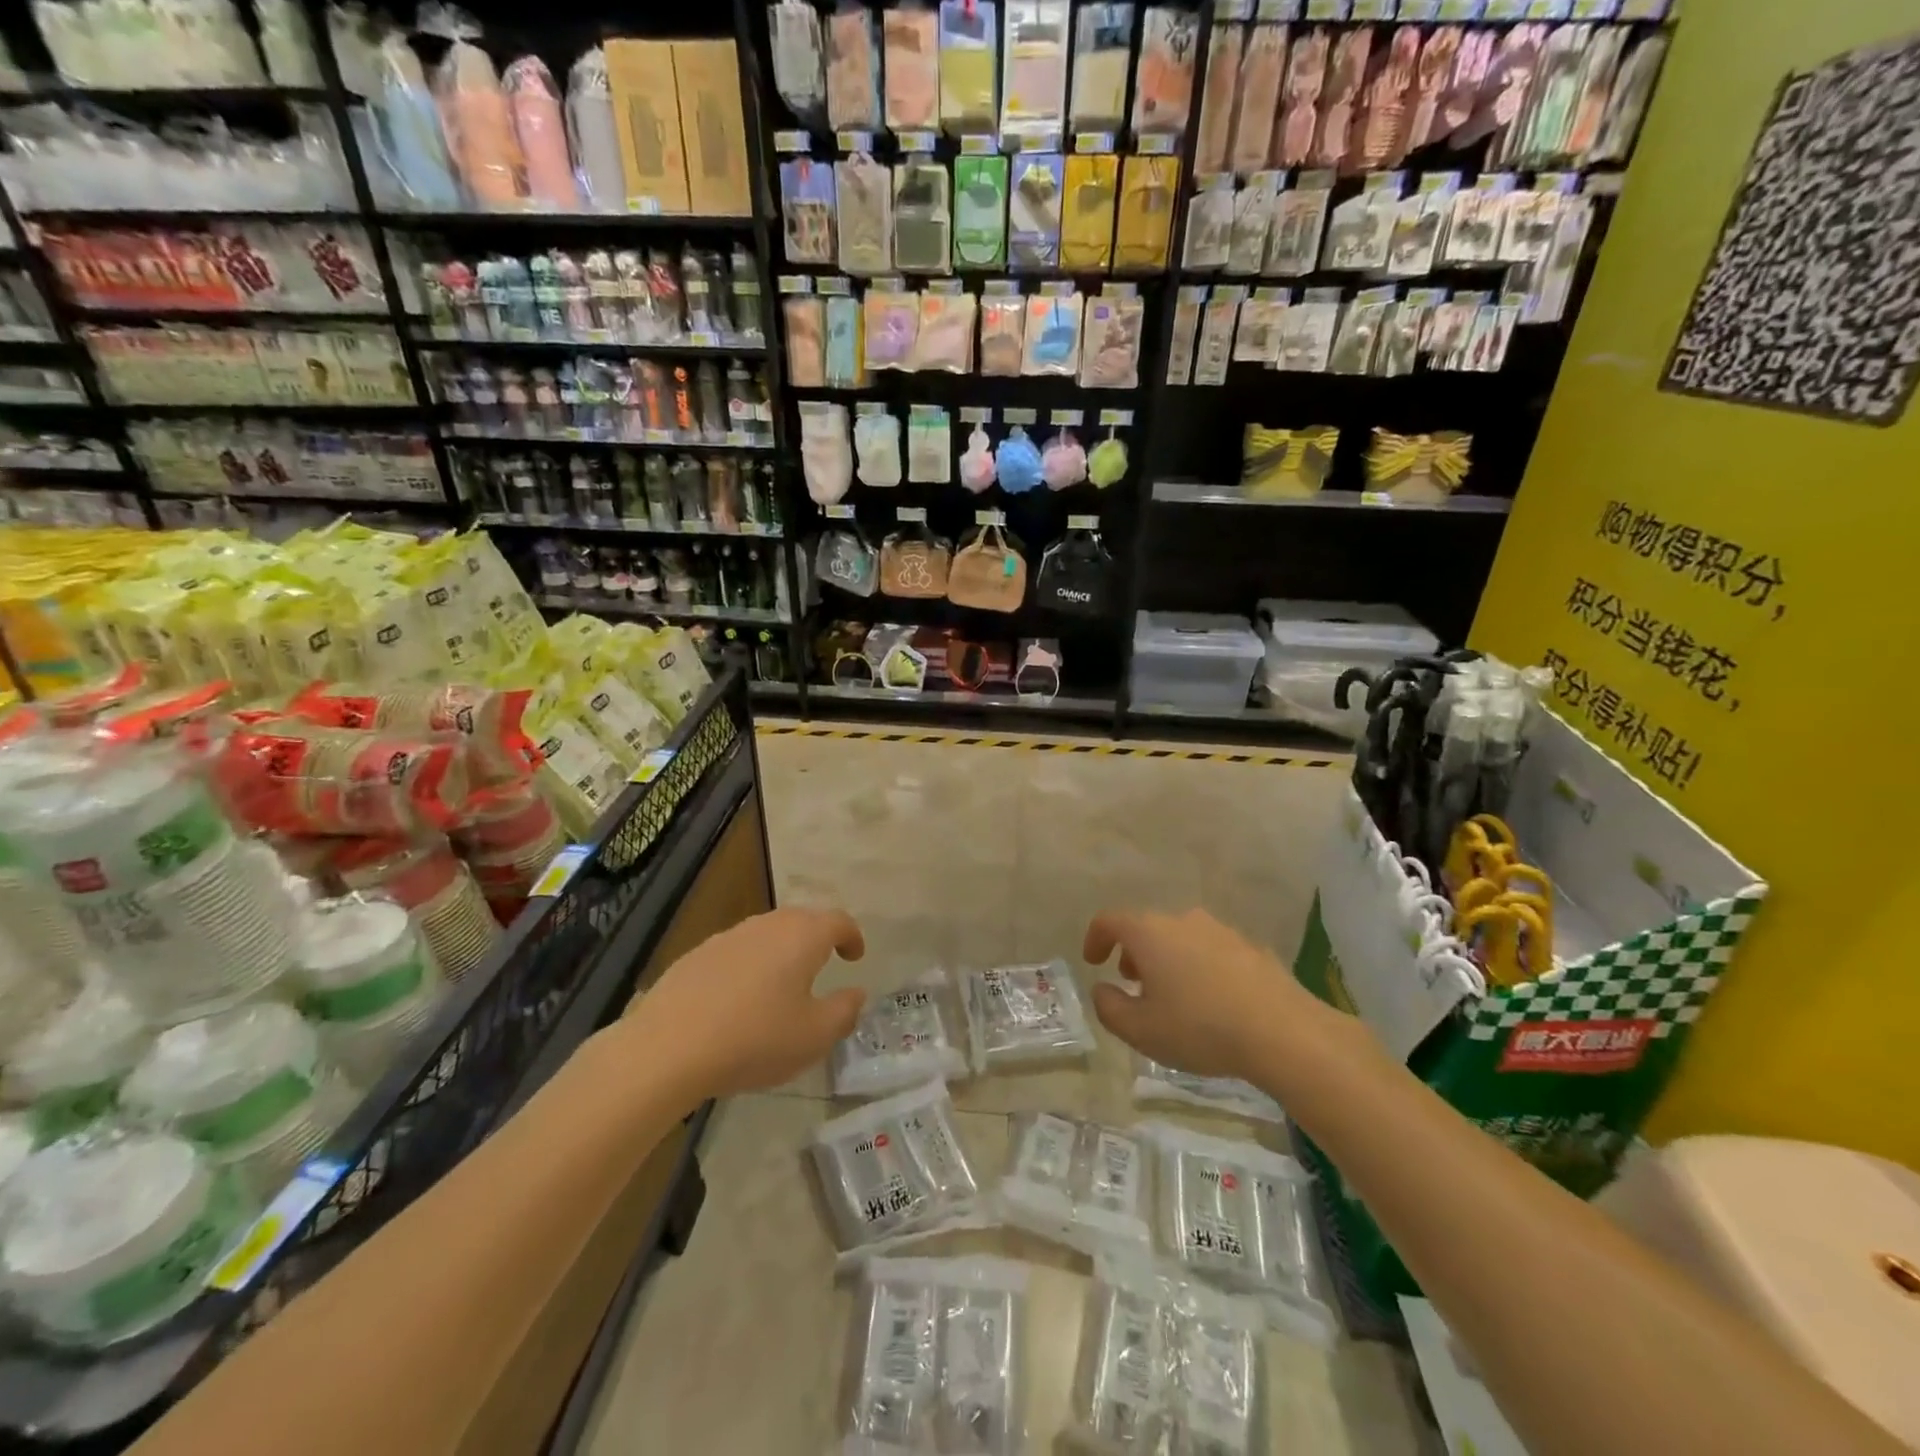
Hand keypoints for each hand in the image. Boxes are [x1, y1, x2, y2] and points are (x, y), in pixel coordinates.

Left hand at [624, 908, 867, 1097]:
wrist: (668, 1046)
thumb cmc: (755, 1039)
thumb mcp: (814, 1037)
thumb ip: (844, 1011)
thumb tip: (856, 993)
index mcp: (802, 937)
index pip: (838, 921)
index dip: (852, 936)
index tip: (855, 956)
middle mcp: (768, 925)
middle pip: (802, 920)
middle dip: (818, 938)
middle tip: (825, 964)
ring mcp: (729, 936)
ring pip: (767, 933)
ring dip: (782, 951)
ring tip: (783, 984)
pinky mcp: (698, 954)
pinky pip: (737, 951)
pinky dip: (750, 965)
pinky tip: (741, 998)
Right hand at [1084, 908, 1316, 1084]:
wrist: (1283, 1032)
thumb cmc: (1200, 1028)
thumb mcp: (1140, 1030)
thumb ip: (1109, 1007)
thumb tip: (1102, 989)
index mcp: (1149, 933)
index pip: (1109, 921)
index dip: (1095, 939)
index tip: (1094, 962)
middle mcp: (1182, 920)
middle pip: (1146, 928)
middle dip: (1133, 953)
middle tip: (1134, 985)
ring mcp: (1220, 930)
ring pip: (1180, 938)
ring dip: (1167, 960)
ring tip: (1174, 997)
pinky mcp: (1250, 947)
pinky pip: (1211, 951)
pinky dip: (1199, 967)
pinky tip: (1212, 1002)